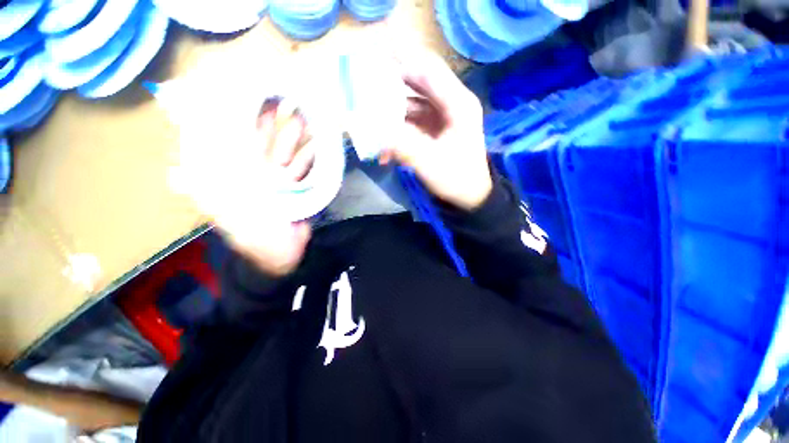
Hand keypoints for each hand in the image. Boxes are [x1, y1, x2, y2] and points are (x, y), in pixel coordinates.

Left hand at [174, 100, 314, 276]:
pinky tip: (318, 144)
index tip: (248, 101)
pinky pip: (304, 169)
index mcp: (236, 179)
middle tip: (282, 101)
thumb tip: (175, 175)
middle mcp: (255, 175)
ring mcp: (279, 180)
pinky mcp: (297, 187)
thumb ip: (208, 197)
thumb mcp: (229, 219)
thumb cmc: (256, 238)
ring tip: (305, 118)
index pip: (235, 146)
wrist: (283, 256)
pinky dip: (311, 157)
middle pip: (263, 145)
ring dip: (295, 138)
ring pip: (286, 154)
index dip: (240, 124)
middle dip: (272, 125)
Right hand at [381, 50, 491, 210]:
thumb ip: (402, 145)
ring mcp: (441, 116)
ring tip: (369, 123)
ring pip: (411, 104)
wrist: (470, 196)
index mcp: (458, 104)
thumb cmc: (456, 179)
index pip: (428, 70)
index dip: (400, 62)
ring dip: (390, 114)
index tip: (372, 64)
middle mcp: (450, 103)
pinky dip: (397, 131)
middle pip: (417, 83)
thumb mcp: (429, 163)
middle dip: (390, 87)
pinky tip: (384, 148)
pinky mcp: (434, 129)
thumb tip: (374, 131)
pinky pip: (411, 122)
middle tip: (364, 90)